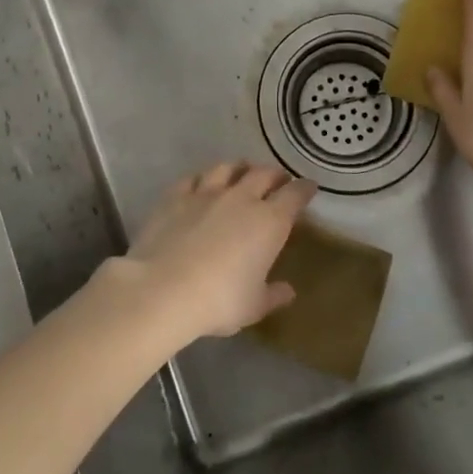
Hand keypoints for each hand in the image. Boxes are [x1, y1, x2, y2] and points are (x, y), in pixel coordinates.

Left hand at [124, 163, 314, 340]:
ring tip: (242, 172)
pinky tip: (201, 183)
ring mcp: (206, 192)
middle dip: (275, 175)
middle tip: (278, 180)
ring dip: (240, 168)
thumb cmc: (219, 300)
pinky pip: (193, 178)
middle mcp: (241, 198)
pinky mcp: (176, 195)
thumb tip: (288, 291)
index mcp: (269, 222)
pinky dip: (203, 178)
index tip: (309, 188)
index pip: (294, 195)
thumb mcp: (253, 306)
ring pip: (228, 168)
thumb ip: (273, 295)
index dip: (304, 189)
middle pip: (263, 174)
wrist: (163, 289)